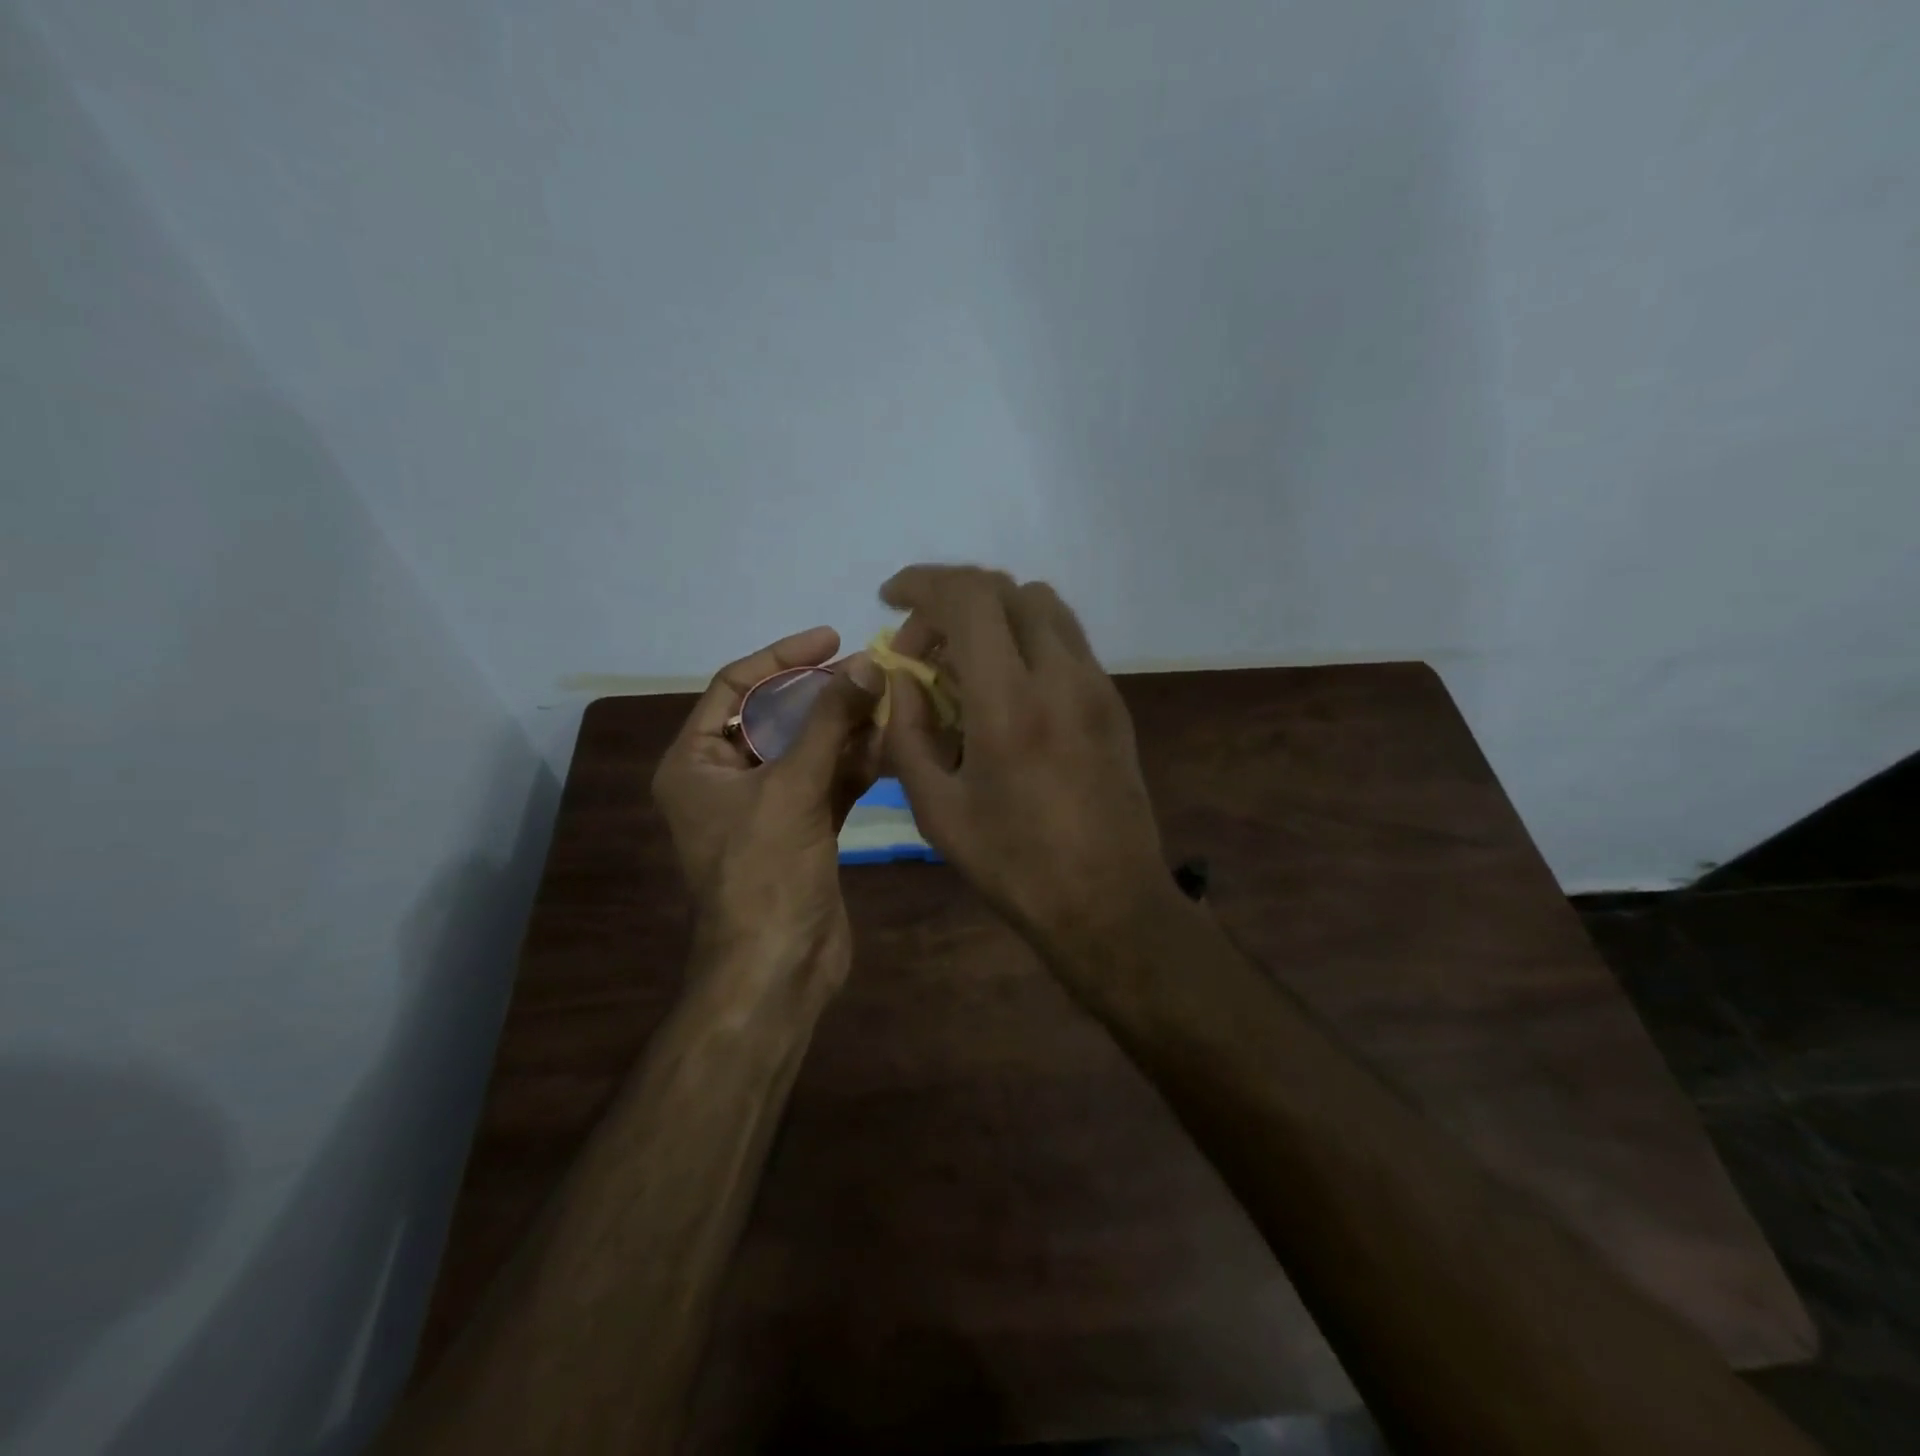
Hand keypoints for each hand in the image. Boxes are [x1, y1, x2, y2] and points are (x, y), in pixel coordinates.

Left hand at [652, 628, 883, 990]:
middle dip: (822, 693)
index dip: (782, 657)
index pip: (734, 686)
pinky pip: (827, 781)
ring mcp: (766, 805)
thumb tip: (866, 665)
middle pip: (775, 715)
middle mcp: (725, 777)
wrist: (778, 967)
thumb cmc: (766, 872)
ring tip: (890, 701)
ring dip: (846, 726)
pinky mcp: (801, 828)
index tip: (831, 638)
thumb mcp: (792, 787)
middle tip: (871, 671)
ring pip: (807, 748)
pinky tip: (890, 744)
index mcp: (695, 762)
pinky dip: (855, 763)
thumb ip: (828, 721)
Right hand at [879, 566, 1174, 961]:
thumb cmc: (1014, 865)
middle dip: (952, 602)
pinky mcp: (1113, 702)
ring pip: (1042, 606)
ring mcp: (1096, 686)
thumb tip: (901, 679)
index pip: (968, 598)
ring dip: (993, 616)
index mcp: (1009, 705)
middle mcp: (1060, 677)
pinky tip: (1006, 691)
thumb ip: (908, 733)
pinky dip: (1025, 640)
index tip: (890, 598)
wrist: (1108, 902)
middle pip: (1006, 590)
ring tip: (964, 666)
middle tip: (923, 648)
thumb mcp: (937, 810)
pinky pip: (1065, 641)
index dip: (922, 583)